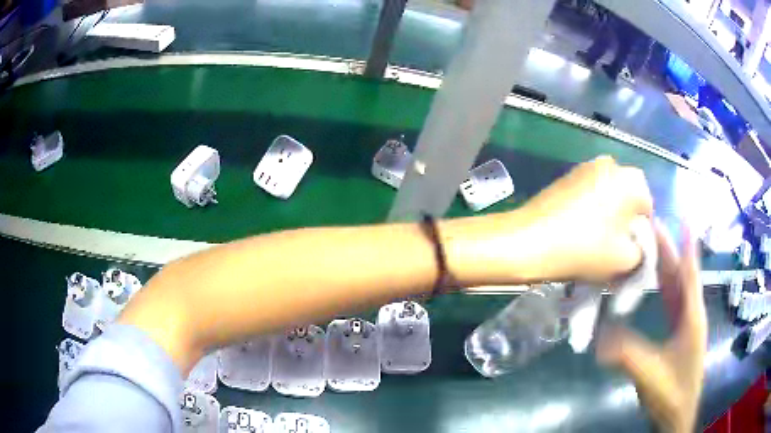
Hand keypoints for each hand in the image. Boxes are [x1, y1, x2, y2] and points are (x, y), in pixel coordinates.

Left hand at [520, 155, 653, 281]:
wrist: (528, 240)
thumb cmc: (584, 249)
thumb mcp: (625, 260)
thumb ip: (643, 251)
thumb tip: (639, 244)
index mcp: (632, 179)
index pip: (648, 209)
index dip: (641, 234)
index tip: (627, 252)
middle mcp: (611, 164)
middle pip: (629, 199)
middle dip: (625, 223)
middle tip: (612, 248)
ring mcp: (586, 166)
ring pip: (609, 196)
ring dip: (608, 217)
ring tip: (594, 242)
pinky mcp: (567, 175)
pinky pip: (590, 194)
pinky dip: (591, 211)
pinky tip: (579, 230)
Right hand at [597, 222, 706, 432]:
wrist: (678, 415)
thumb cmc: (672, 394)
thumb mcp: (651, 375)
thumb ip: (629, 355)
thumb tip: (600, 337)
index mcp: (692, 317)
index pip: (690, 274)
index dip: (686, 245)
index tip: (683, 216)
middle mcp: (691, 313)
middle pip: (681, 275)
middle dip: (670, 248)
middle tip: (653, 223)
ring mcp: (685, 323)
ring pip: (676, 286)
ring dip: (666, 264)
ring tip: (652, 243)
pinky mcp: (678, 332)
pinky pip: (670, 300)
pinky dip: (663, 285)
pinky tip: (653, 279)